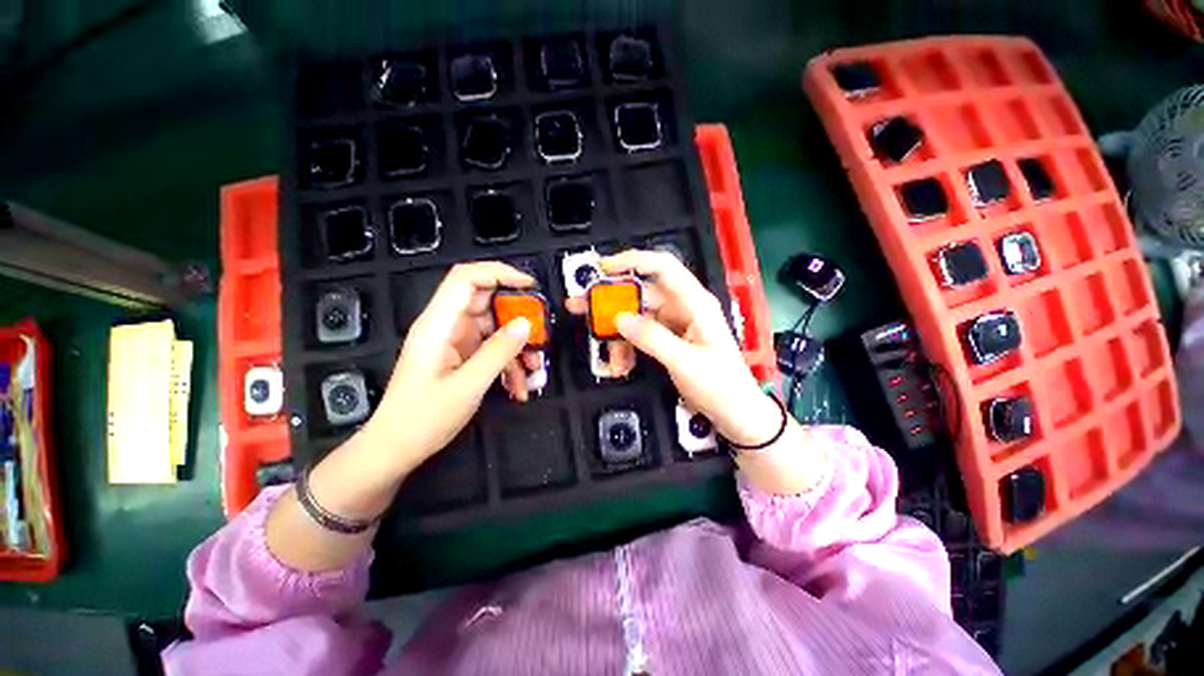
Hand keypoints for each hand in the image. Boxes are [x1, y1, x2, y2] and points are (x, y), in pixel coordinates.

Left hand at [365, 262, 541, 473]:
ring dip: (517, 348)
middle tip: (540, 337)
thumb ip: (498, 352)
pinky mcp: (462, 357)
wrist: (396, 449)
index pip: (467, 279)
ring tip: (533, 371)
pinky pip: (492, 349)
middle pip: (487, 304)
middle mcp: (447, 326)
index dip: (499, 273)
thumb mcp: (468, 386)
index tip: (530, 286)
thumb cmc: (423, 419)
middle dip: (518, 319)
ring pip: (495, 329)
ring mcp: (455, 342)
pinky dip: (509, 364)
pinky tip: (519, 386)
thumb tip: (526, 324)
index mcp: (438, 324)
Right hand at [568, 250, 779, 445]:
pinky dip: (627, 348)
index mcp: (695, 302)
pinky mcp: (667, 340)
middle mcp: (682, 308)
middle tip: (581, 308)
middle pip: (641, 294)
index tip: (602, 268)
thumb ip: (651, 338)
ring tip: (610, 358)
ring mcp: (674, 325)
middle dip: (611, 302)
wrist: (735, 414)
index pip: (662, 267)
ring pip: (636, 318)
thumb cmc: (720, 385)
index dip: (632, 261)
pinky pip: (639, 336)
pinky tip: (621, 365)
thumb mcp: (685, 362)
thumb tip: (619, 318)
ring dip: (618, 335)